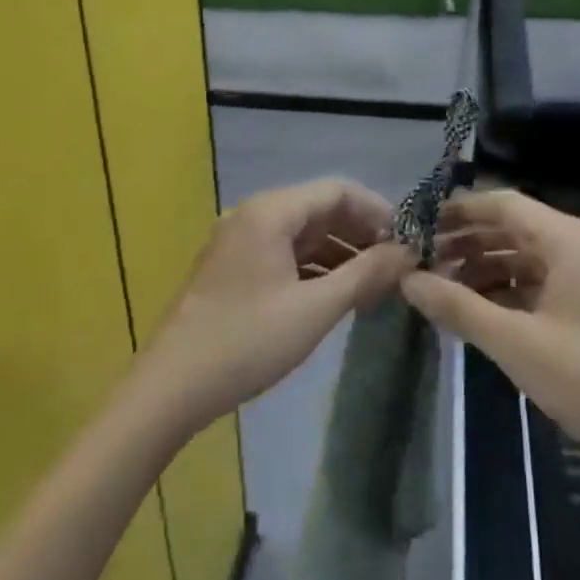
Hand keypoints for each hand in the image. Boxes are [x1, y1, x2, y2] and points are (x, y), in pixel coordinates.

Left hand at [142, 177, 415, 431]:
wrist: (171, 388)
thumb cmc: (247, 342)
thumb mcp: (315, 308)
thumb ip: (365, 274)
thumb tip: (407, 251)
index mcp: (270, 212)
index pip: (337, 191)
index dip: (378, 211)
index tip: (408, 241)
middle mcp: (254, 216)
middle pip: (320, 210)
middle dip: (361, 234)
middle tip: (397, 267)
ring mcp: (241, 243)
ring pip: (303, 235)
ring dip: (341, 254)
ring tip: (377, 286)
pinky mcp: (234, 269)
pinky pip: (285, 255)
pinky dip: (316, 269)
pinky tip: (339, 295)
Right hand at [401, 188, 579, 474]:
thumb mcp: (516, 343)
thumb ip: (458, 307)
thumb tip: (407, 279)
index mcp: (567, 239)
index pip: (502, 204)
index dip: (458, 211)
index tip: (416, 227)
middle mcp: (578, 246)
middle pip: (512, 228)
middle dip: (466, 241)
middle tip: (420, 260)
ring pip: (523, 256)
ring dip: (483, 267)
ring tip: (441, 288)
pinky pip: (538, 282)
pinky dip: (506, 290)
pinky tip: (477, 311)